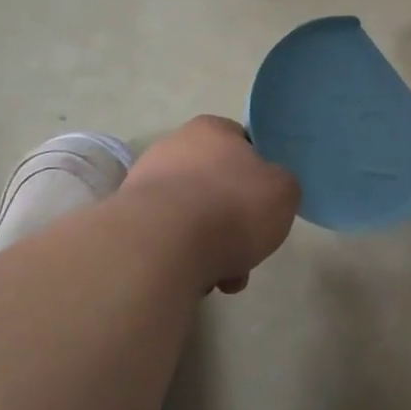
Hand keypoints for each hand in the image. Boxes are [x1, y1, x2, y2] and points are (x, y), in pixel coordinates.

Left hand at [122, 116, 299, 292]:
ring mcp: (144, 185)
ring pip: (192, 216)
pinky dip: (185, 258)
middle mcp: (172, 148)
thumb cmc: (233, 206)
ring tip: (225, 277)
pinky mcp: (126, 222)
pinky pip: (168, 240)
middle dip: (234, 219)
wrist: (162, 246)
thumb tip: (266, 192)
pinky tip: (197, 280)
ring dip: (211, 244)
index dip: (259, 172)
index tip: (266, 201)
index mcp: (211, 130)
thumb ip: (281, 184)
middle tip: (250, 247)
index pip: (241, 142)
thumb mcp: (284, 190)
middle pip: (216, 184)